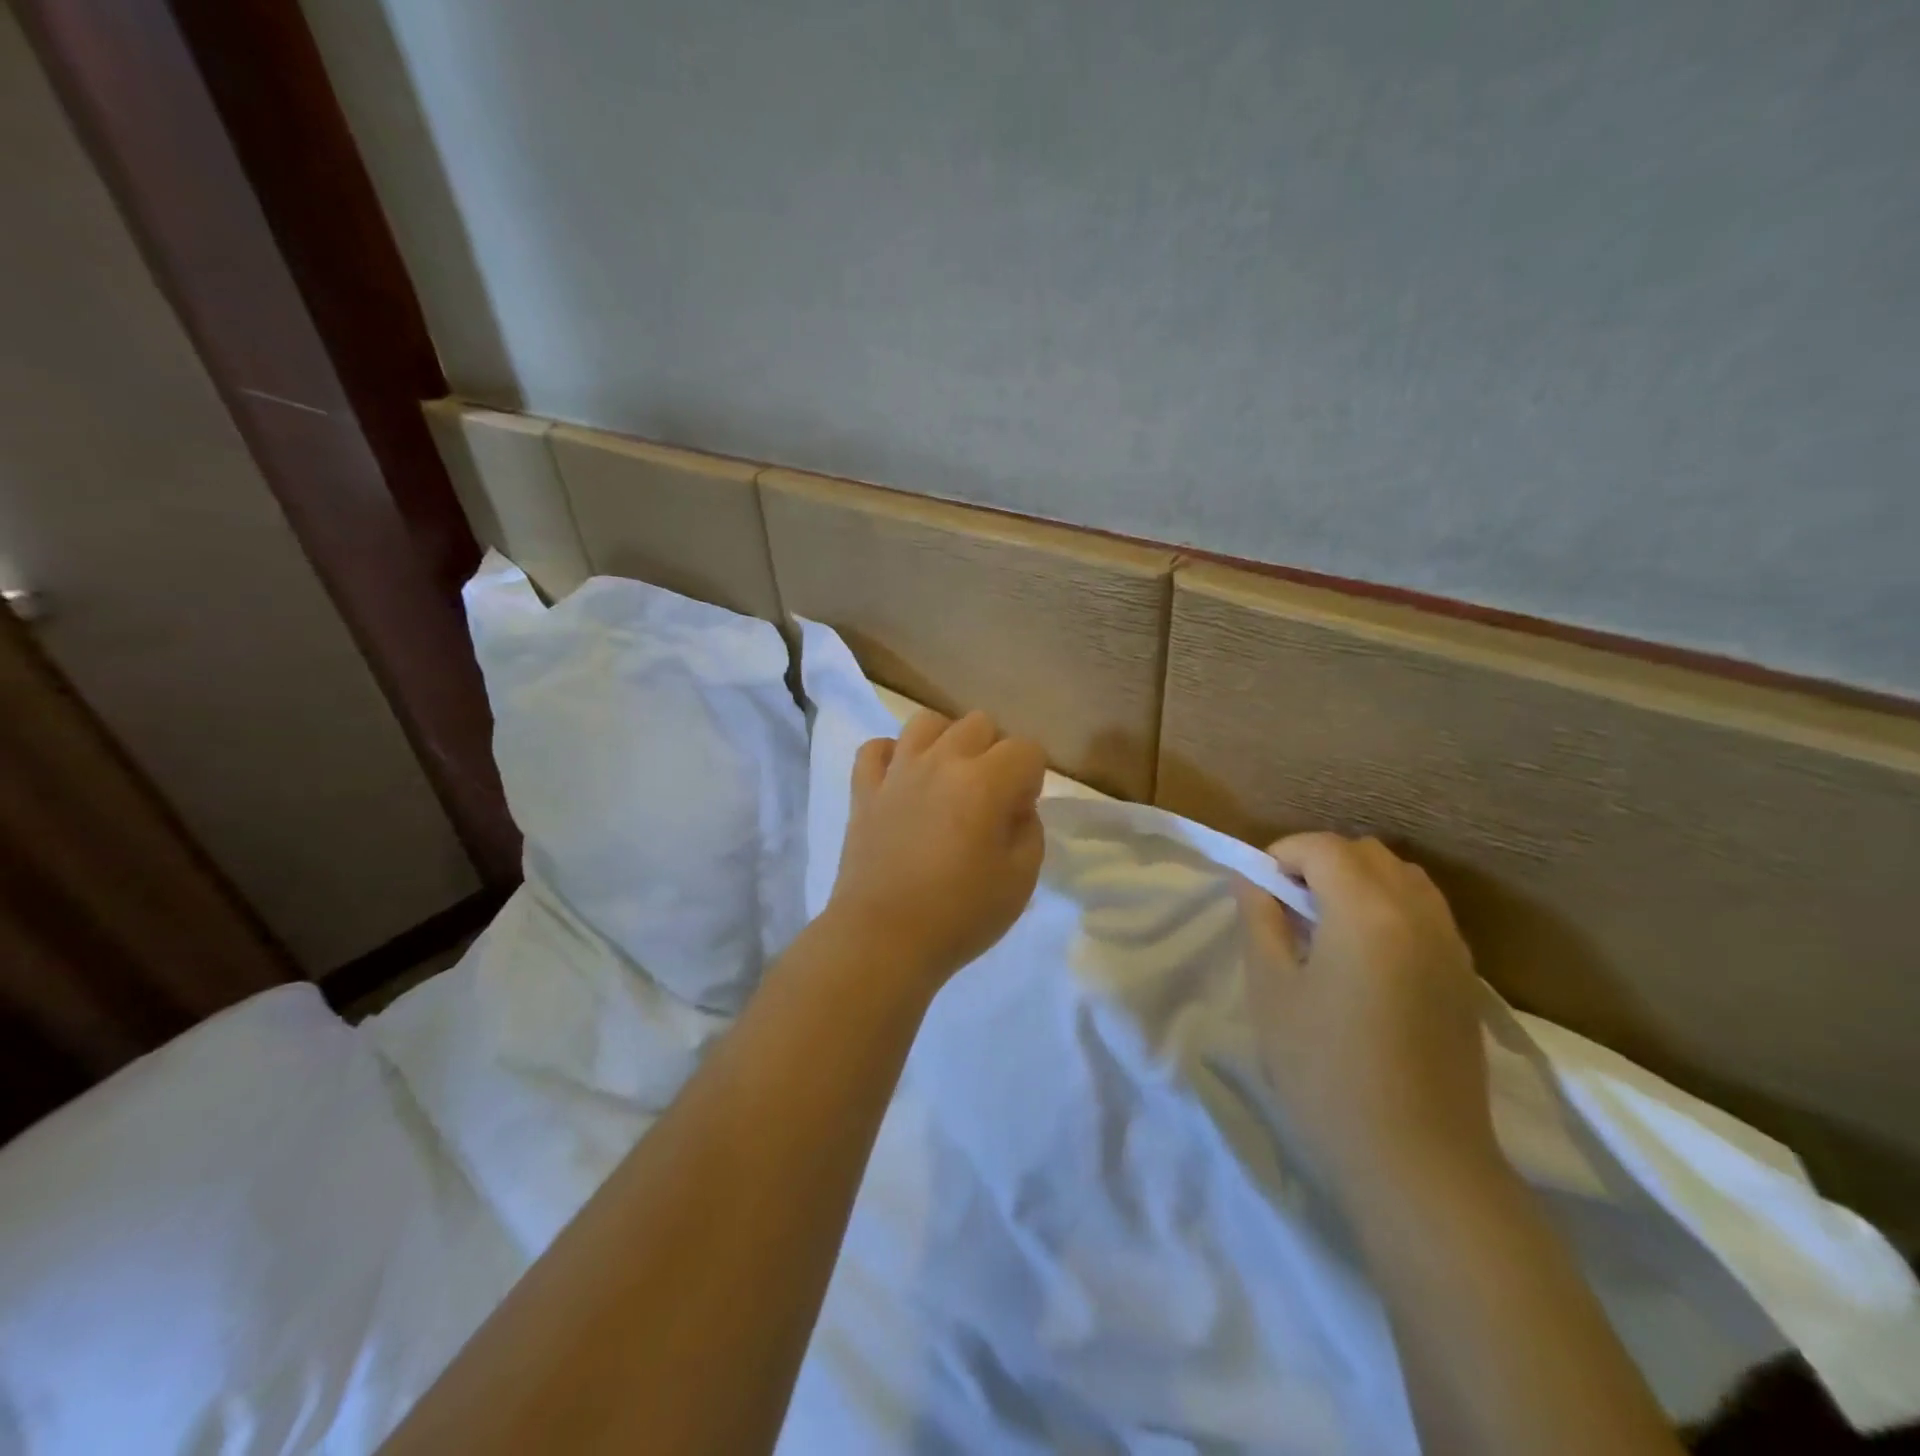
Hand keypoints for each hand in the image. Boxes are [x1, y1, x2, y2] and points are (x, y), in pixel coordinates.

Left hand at [825, 709, 1047, 988]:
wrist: (883, 938)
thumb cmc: (960, 914)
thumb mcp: (1021, 879)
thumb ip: (1030, 830)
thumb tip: (1015, 808)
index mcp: (985, 781)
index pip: (1026, 749)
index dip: (1032, 778)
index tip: (1020, 813)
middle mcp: (941, 761)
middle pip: (979, 723)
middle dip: (994, 751)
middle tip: (989, 796)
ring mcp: (897, 771)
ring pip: (926, 722)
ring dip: (946, 741)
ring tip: (948, 778)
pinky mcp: (863, 790)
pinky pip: (875, 748)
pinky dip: (891, 756)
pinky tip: (901, 780)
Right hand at [1235, 833, 1496, 1200]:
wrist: (1417, 1161)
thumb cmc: (1326, 1071)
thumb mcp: (1271, 990)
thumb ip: (1260, 920)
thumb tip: (1253, 880)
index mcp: (1368, 911)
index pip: (1323, 847)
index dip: (1282, 854)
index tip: (1258, 890)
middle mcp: (1418, 913)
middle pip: (1366, 853)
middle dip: (1319, 863)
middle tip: (1287, 907)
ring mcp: (1451, 945)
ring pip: (1402, 877)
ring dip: (1358, 882)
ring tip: (1326, 927)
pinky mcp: (1465, 976)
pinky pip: (1425, 911)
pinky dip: (1389, 907)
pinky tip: (1365, 956)